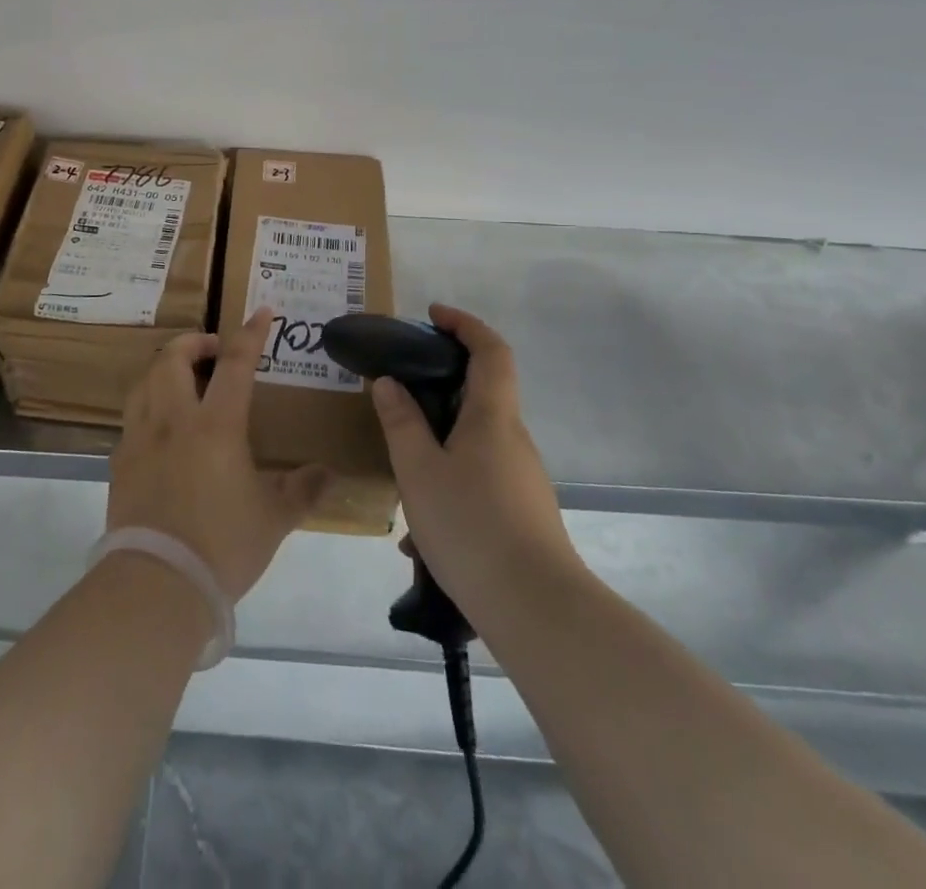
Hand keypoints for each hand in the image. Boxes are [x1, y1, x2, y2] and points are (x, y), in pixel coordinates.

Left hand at [108, 308, 330, 600]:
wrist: (156, 585)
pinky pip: (133, 415)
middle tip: (214, 351)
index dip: (250, 333)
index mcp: (215, 426)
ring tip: (186, 380)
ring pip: (145, 380)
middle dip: (194, 342)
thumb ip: (302, 490)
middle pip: (173, 357)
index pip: (236, 364)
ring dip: (166, 368)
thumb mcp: (273, 519)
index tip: (261, 311)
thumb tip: (328, 475)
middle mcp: (173, 420)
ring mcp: (140, 438)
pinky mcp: (120, 461)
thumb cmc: (222, 546)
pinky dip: (150, 404)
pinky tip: (163, 427)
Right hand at [372, 304, 585, 619]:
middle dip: (440, 385)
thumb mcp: (419, 471)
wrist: (536, 609)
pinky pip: (479, 479)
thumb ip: (401, 422)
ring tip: (399, 477)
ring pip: (475, 442)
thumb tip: (389, 382)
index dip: (464, 324)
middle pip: (482, 393)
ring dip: (438, 445)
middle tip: (399, 393)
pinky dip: (448, 483)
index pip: (490, 350)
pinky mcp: (522, 511)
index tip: (432, 315)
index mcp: (493, 417)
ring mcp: (522, 477)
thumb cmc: (471, 525)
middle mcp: (513, 439)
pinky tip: (419, 536)